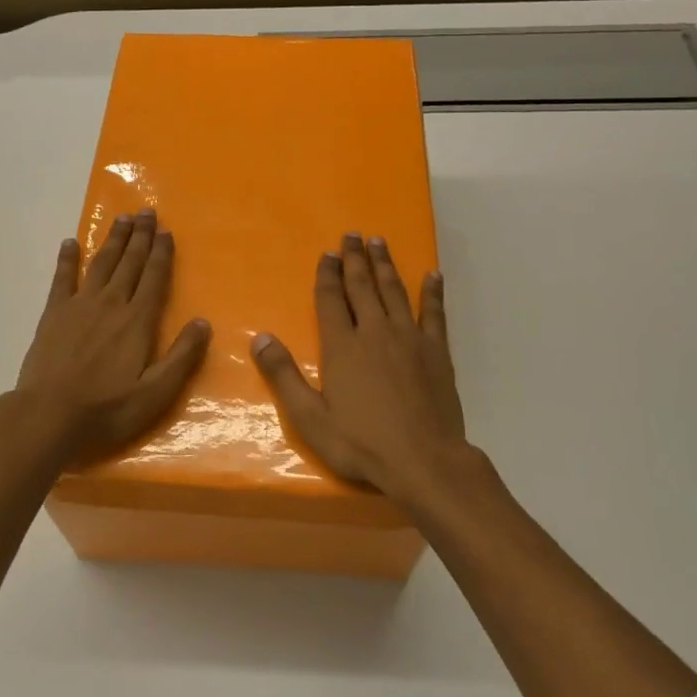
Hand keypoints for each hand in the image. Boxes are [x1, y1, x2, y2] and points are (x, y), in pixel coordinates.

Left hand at [14, 210, 210, 464]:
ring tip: (122, 219)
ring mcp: (79, 305)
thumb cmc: (107, 409)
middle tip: (146, 211)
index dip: (161, 253)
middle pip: (129, 263)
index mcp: (137, 321)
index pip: (154, 278)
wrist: (49, 415)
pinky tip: (70, 243)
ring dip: (113, 240)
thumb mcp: (155, 393)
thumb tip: (203, 322)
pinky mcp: (53, 314)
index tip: (166, 231)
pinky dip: (67, 259)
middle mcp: (111, 304)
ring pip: (101, 264)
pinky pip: (62, 278)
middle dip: (140, 236)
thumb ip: (182, 357)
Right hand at [252, 234, 479, 511]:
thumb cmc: (362, 444)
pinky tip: (433, 275)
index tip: (327, 253)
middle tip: (352, 234)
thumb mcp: (310, 418)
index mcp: (342, 347)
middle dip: (355, 259)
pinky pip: (434, 313)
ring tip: (379, 242)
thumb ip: (284, 375)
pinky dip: (433, 292)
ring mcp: (409, 339)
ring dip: (385, 265)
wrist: (424, 462)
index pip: (331, 300)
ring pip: (395, 292)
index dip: (328, 275)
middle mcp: (375, 333)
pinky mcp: (437, 352)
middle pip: (363, 287)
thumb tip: (260, 337)